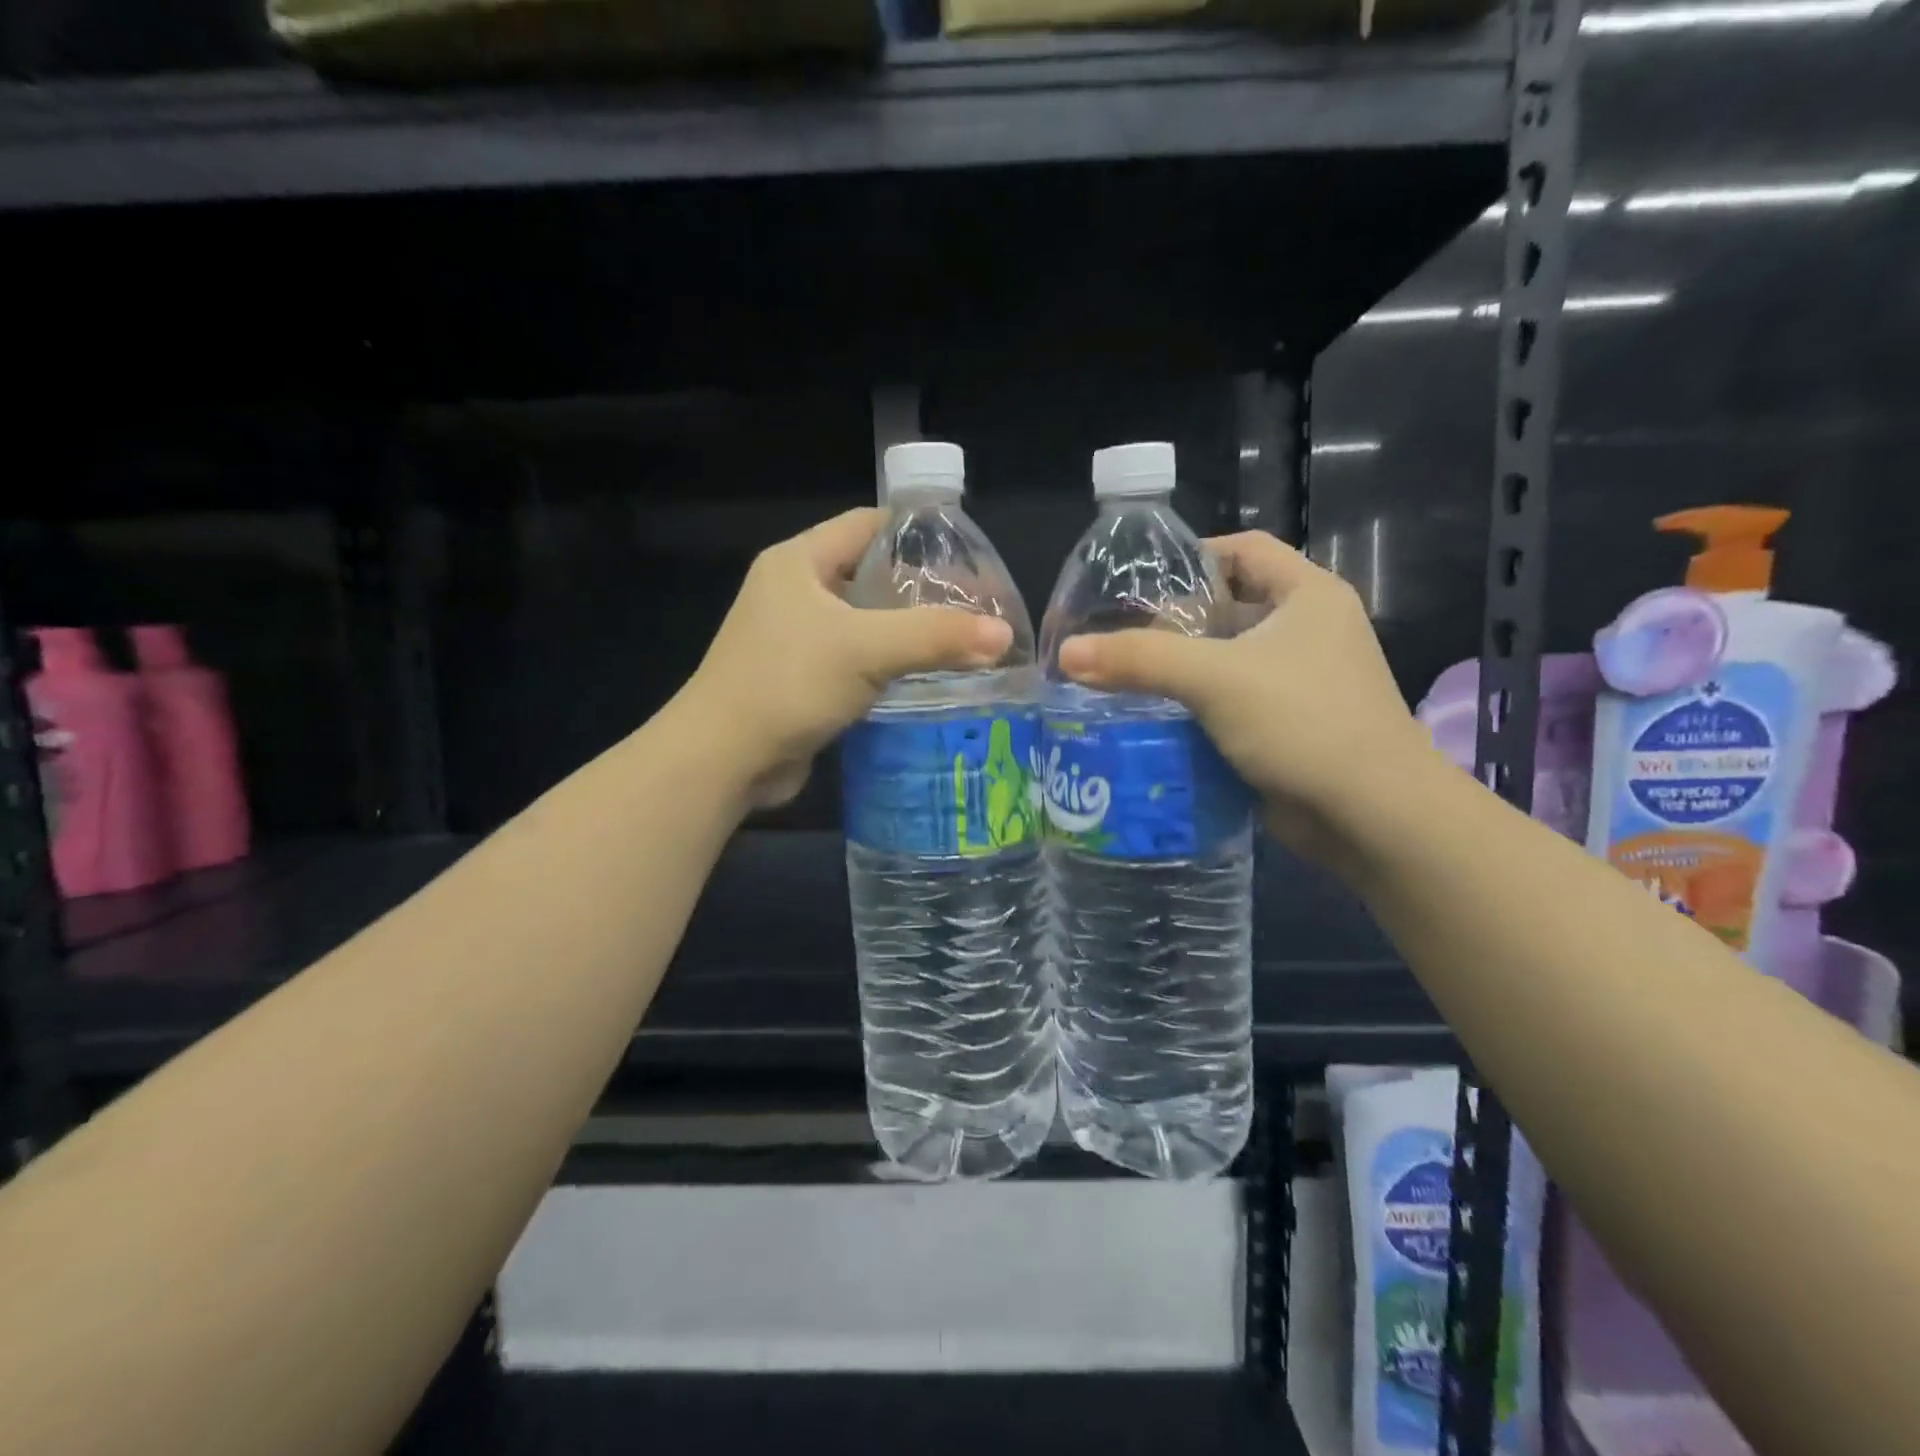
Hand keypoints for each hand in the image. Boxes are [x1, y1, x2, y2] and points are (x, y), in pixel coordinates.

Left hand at [685, 508, 1013, 808]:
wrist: (724, 758)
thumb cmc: (788, 683)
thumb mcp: (867, 649)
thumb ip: (936, 637)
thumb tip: (1004, 635)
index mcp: (798, 561)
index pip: (867, 525)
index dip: (916, 533)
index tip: (965, 555)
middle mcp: (792, 591)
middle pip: (867, 574)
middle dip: (918, 588)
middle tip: (972, 604)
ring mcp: (793, 638)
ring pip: (862, 621)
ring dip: (904, 631)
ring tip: (959, 640)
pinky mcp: (800, 678)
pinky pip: (853, 659)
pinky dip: (886, 664)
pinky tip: (924, 677)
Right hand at [1056, 532, 1434, 861]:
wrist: (1371, 816)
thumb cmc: (1303, 722)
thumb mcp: (1214, 679)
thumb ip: (1140, 659)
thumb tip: (1068, 653)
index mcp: (1307, 595)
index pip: (1243, 549)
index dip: (1190, 556)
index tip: (1136, 581)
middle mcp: (1308, 630)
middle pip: (1229, 606)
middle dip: (1173, 621)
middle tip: (1116, 636)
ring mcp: (1301, 682)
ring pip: (1226, 660)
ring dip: (1179, 670)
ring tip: (1120, 677)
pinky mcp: (1288, 726)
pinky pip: (1231, 703)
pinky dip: (1194, 708)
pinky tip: (1149, 719)